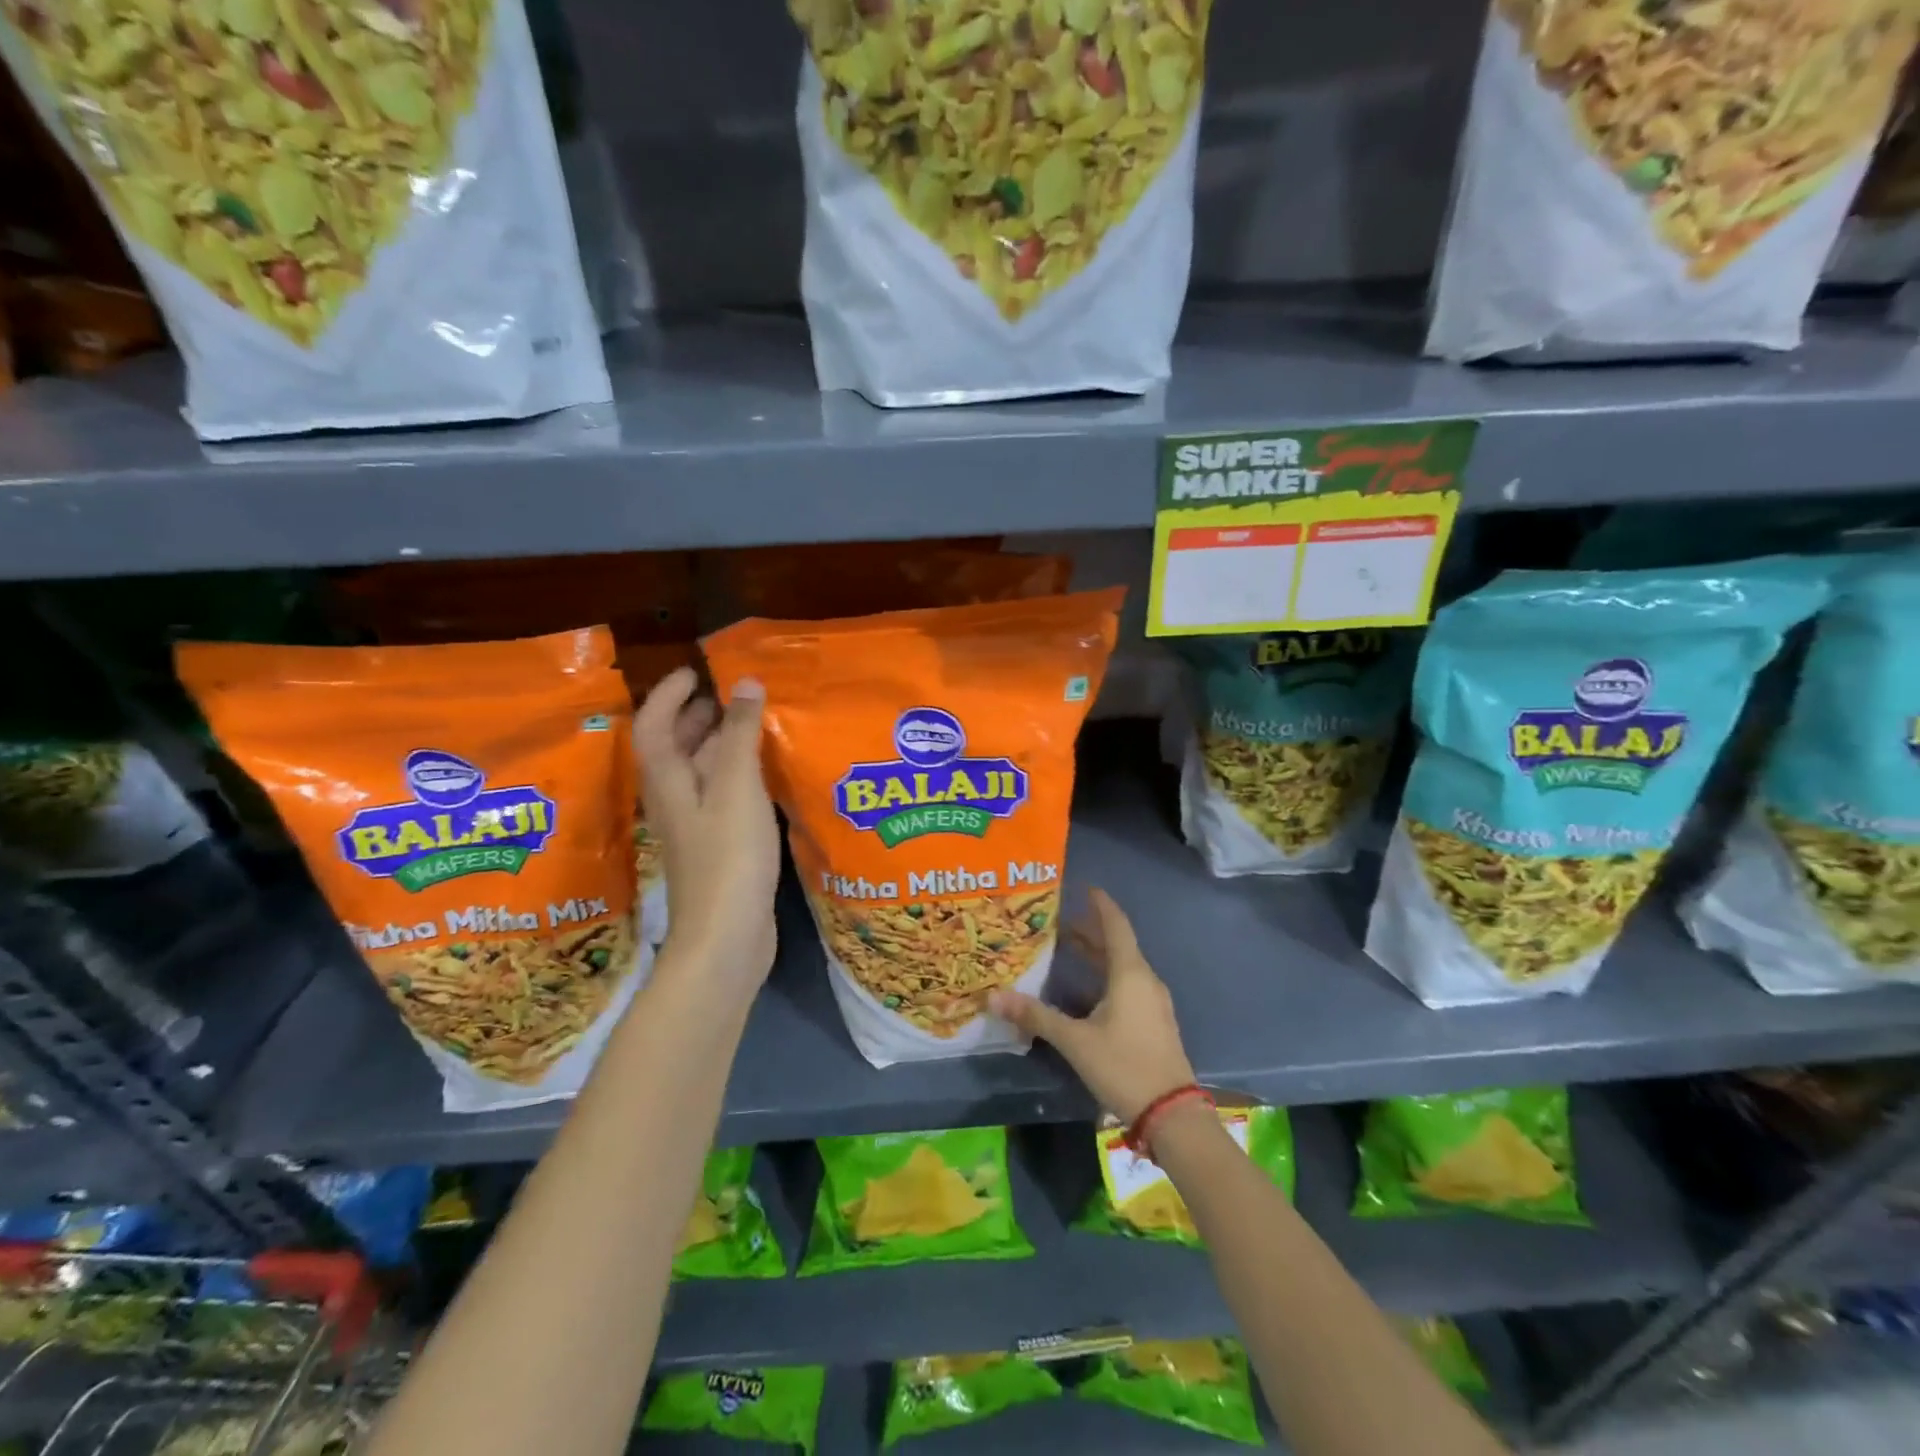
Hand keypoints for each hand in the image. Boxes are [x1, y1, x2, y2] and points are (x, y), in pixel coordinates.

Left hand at [633, 668, 779, 993]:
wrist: (726, 937)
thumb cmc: (728, 857)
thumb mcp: (737, 787)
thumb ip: (740, 734)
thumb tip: (744, 682)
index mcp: (668, 780)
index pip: (654, 723)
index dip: (669, 693)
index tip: (696, 670)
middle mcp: (674, 799)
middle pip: (674, 747)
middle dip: (696, 715)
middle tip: (730, 694)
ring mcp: (694, 825)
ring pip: (699, 772)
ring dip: (719, 743)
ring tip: (754, 724)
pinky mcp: (716, 846)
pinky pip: (720, 795)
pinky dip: (737, 774)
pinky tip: (765, 774)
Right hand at [988, 887, 1195, 1122]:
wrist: (1171, 1114)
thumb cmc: (1124, 1065)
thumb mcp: (1075, 1040)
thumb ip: (1036, 1016)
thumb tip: (994, 996)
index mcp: (1130, 974)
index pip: (1115, 925)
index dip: (1100, 904)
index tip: (1084, 886)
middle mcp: (1145, 980)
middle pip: (1117, 944)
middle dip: (1089, 930)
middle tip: (1058, 920)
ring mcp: (1153, 1002)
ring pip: (1122, 966)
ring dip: (1097, 954)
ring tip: (1066, 948)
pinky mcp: (1153, 1022)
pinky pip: (1127, 985)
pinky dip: (1105, 976)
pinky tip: (1085, 990)